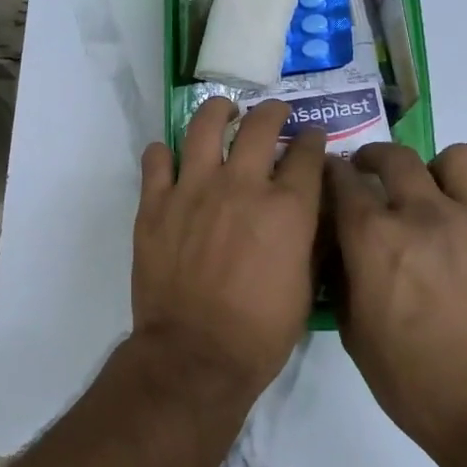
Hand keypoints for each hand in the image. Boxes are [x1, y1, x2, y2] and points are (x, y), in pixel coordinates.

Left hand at [132, 98, 326, 400]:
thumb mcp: (306, 287)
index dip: (312, 141)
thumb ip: (310, 238)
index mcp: (286, 208)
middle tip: (273, 113)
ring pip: (204, 126)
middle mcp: (241, 186)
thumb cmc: (261, 332)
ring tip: (223, 111)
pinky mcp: (155, 203)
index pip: (306, 154)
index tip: (311, 138)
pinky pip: (155, 159)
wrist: (195, 354)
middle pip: (260, 127)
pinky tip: (170, 155)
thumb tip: (311, 209)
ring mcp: (193, 189)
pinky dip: (163, 152)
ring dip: (217, 112)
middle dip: (273, 112)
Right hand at [326, 141, 466, 462]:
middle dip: (376, 157)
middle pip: (396, 156)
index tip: (332, 176)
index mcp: (375, 237)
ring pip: (460, 158)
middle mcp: (425, 214)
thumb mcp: (354, 333)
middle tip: (376, 173)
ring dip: (441, 172)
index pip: (341, 179)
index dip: (332, 172)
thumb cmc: (415, 381)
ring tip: (441, 196)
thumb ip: (343, 278)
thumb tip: (341, 248)